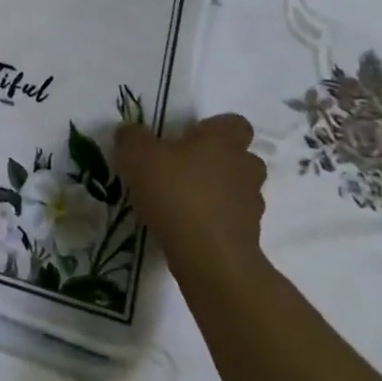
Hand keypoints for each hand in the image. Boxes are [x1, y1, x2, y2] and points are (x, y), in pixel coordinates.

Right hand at [115, 114, 267, 285]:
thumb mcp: (137, 156)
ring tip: (181, 202)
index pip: (234, 123)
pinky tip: (185, 227)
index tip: (187, 138)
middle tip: (183, 169)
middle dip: (217, 162)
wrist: (210, 257)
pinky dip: (213, 221)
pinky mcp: (248, 236)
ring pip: (236, 190)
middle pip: (239, 157)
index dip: (213, 128)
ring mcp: (251, 205)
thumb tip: (130, 133)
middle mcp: (244, 168)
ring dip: (216, 193)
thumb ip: (132, 138)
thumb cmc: (177, 193)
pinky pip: (230, 220)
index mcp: (223, 141)